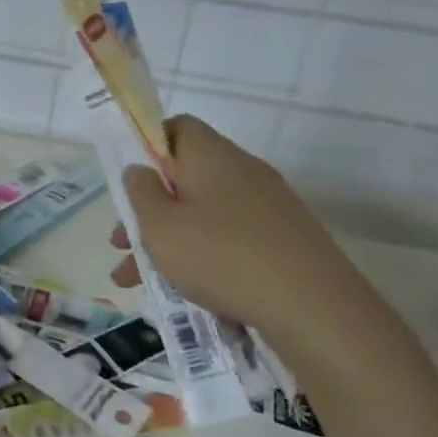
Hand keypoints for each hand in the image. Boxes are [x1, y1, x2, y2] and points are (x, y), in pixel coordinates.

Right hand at [110, 115, 382, 358]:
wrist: (314, 308)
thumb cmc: (221, 257)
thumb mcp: (160, 225)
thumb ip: (140, 192)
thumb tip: (139, 170)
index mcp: (211, 155)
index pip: (176, 128)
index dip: (147, 149)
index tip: (130, 186)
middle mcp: (243, 171)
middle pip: (185, 178)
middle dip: (150, 210)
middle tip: (123, 245)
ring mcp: (268, 206)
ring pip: (204, 214)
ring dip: (169, 241)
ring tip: (138, 282)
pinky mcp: (284, 240)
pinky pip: (230, 238)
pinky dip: (203, 257)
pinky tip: (186, 293)